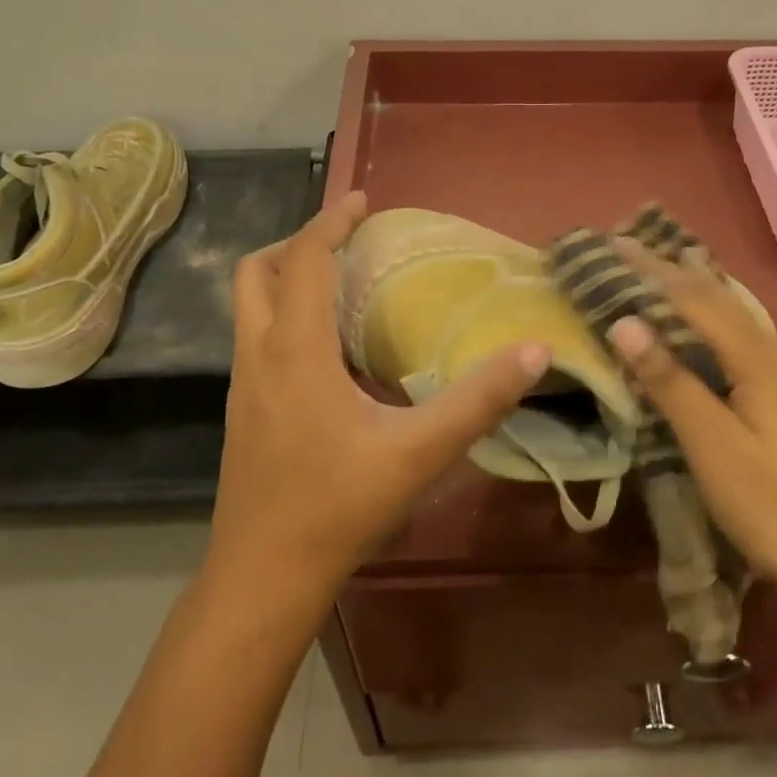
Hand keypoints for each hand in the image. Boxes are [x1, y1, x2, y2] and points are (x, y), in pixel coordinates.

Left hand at [207, 192, 548, 604]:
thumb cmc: (337, 508)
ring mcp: (243, 386)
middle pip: (257, 272)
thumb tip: (532, 351)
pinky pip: (258, 340)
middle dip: (298, 244)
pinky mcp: (244, 412)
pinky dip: (287, 319)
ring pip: (250, 307)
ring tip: (344, 289)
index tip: (363, 200)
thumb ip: (477, 401)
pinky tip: (332, 354)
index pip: (303, 260)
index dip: (331, 221)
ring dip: (288, 281)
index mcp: (294, 351)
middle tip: (348, 245)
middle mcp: (259, 356)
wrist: (264, 576)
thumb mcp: (418, 453)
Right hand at [606, 243, 776, 636]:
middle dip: (668, 269)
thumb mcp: (714, 446)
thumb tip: (625, 322)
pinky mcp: (774, 398)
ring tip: (651, 268)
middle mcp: (769, 354)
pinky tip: (689, 323)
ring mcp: (776, 376)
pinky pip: (729, 339)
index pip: (693, 298)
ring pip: (724, 315)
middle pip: (713, 298)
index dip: (650, 270)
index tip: (611, 243)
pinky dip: (699, 319)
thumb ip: (671, 382)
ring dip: (685, 288)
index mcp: (756, 359)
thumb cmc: (776, 505)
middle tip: (624, 245)